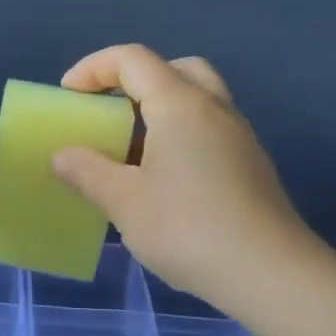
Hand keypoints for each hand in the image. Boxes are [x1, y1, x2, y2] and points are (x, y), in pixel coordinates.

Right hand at [51, 45, 329, 312]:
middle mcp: (214, 108)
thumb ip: (87, 172)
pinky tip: (163, 179)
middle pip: (173, 68)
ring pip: (196, 98)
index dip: (93, 68)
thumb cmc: (189, 229)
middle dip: (134, 80)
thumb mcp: (124, 202)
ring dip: (159, 108)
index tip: (68, 97)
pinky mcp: (250, 164)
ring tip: (130, 149)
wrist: (272, 275)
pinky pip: (208, 128)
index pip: (132, 59)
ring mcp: (238, 136)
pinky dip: (179, 134)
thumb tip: (63, 155)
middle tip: (109, 111)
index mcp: (180, 104)